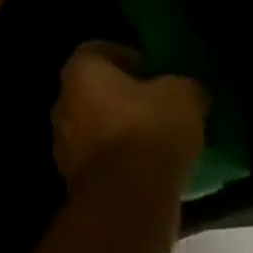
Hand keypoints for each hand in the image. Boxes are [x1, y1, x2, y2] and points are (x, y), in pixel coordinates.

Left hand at [53, 43, 207, 193]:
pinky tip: (146, 171)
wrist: (127, 202)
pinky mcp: (73, 180)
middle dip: (121, 96)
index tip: (153, 70)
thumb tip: (189, 91)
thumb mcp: (183, 97)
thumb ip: (184, 86)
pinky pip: (99, 161)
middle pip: (92, 90)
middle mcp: (63, 102)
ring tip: (155, 142)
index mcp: (80, 70)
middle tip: (155, 105)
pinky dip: (117, 162)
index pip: (99, 50)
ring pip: (94, 127)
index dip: (127, 56)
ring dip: (118, 131)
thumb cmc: (149, 132)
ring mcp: (63, 143)